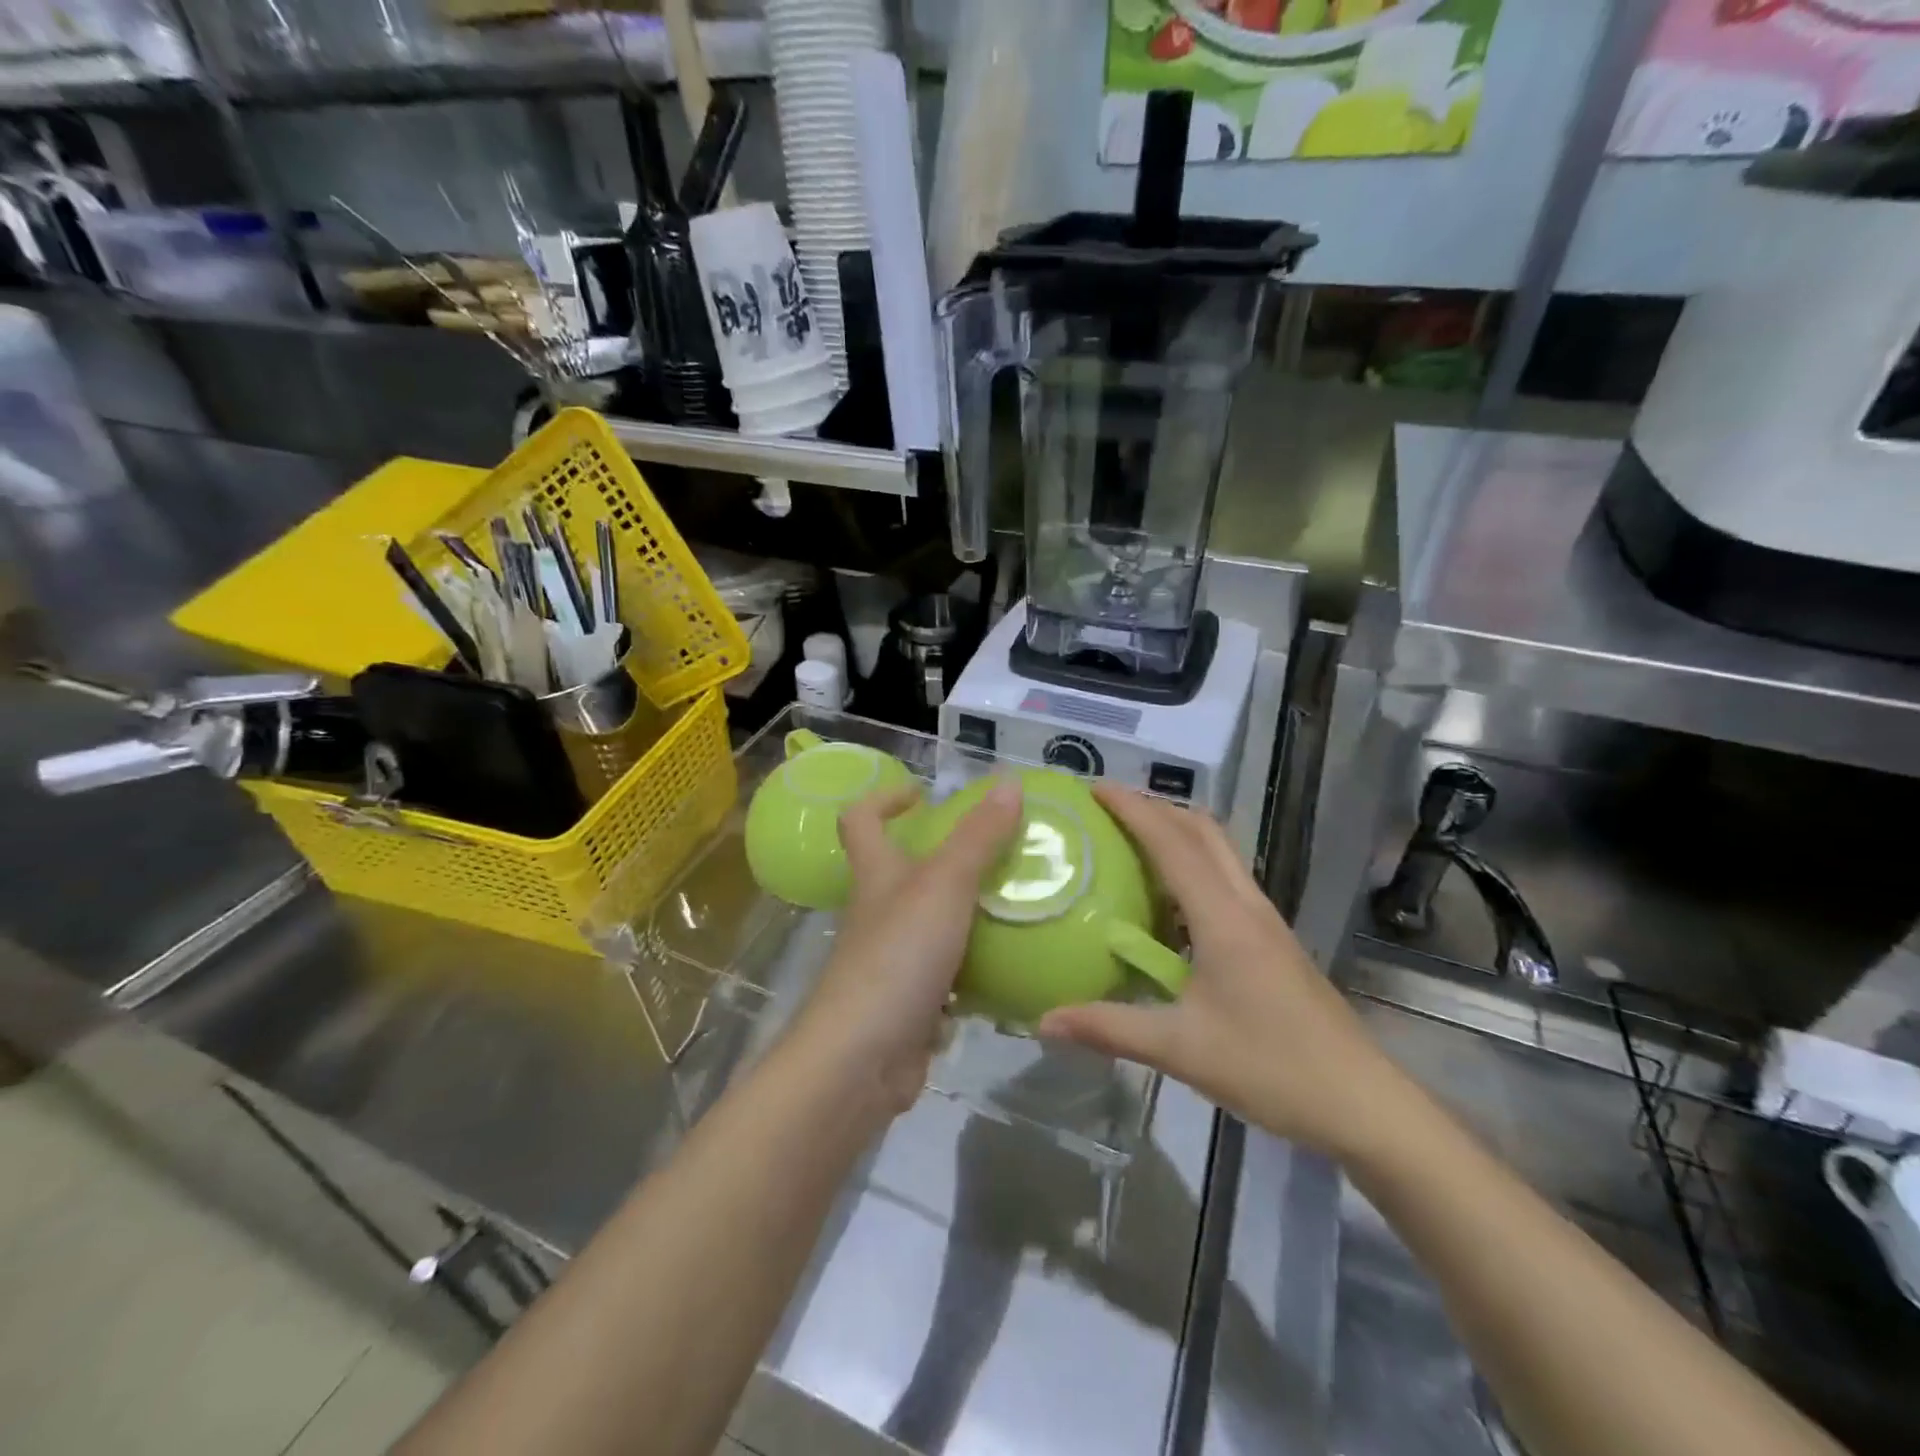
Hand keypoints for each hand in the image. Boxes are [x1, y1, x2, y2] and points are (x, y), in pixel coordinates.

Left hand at [785, 778, 1023, 1116]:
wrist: (863, 1060)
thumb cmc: (898, 957)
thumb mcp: (944, 885)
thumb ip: (978, 836)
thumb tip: (1010, 781)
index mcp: (876, 875)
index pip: (861, 820)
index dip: (885, 798)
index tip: (924, 794)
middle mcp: (878, 913)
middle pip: (901, 873)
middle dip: (943, 858)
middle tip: (998, 852)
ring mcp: (892, 961)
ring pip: (930, 925)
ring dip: (966, 914)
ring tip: (1018, 904)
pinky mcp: (910, 1004)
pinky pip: (948, 976)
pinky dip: (975, 969)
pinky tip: (1013, 966)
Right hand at [1038, 785, 1415, 1158]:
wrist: (1364, 1104)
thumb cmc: (1273, 1068)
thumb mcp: (1182, 1050)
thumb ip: (1110, 1029)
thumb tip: (1044, 1020)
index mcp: (1224, 918)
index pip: (1173, 844)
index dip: (1134, 809)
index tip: (1095, 788)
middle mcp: (1247, 906)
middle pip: (1204, 832)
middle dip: (1157, 808)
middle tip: (1109, 811)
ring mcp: (1265, 923)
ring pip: (1219, 854)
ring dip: (1177, 834)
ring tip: (1130, 844)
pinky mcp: (1272, 943)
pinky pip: (1226, 883)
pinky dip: (1192, 868)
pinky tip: (1167, 904)